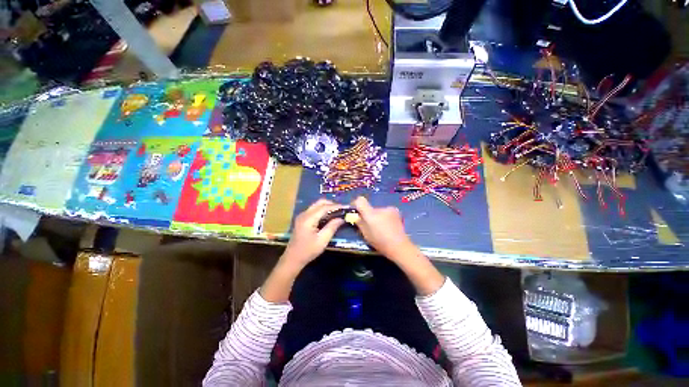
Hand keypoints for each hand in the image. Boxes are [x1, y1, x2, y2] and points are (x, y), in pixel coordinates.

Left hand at [283, 199, 344, 267]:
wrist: (292, 258)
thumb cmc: (308, 251)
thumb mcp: (322, 240)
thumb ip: (332, 227)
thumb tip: (341, 218)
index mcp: (309, 218)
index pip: (324, 207)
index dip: (336, 206)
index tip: (346, 207)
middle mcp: (304, 214)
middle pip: (320, 202)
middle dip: (332, 204)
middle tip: (342, 210)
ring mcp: (302, 215)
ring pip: (317, 205)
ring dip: (327, 206)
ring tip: (337, 212)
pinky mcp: (302, 219)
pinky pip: (314, 209)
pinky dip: (322, 210)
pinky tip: (329, 216)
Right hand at [351, 196, 413, 260]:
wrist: (399, 246)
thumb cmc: (380, 242)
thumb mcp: (365, 234)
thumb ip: (359, 222)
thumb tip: (356, 216)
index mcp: (371, 214)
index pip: (360, 200)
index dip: (355, 203)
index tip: (355, 210)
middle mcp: (380, 208)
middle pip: (370, 207)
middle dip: (368, 214)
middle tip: (370, 225)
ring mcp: (389, 209)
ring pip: (378, 210)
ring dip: (377, 216)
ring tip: (380, 227)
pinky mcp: (396, 211)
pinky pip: (385, 212)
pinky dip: (384, 217)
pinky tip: (388, 226)